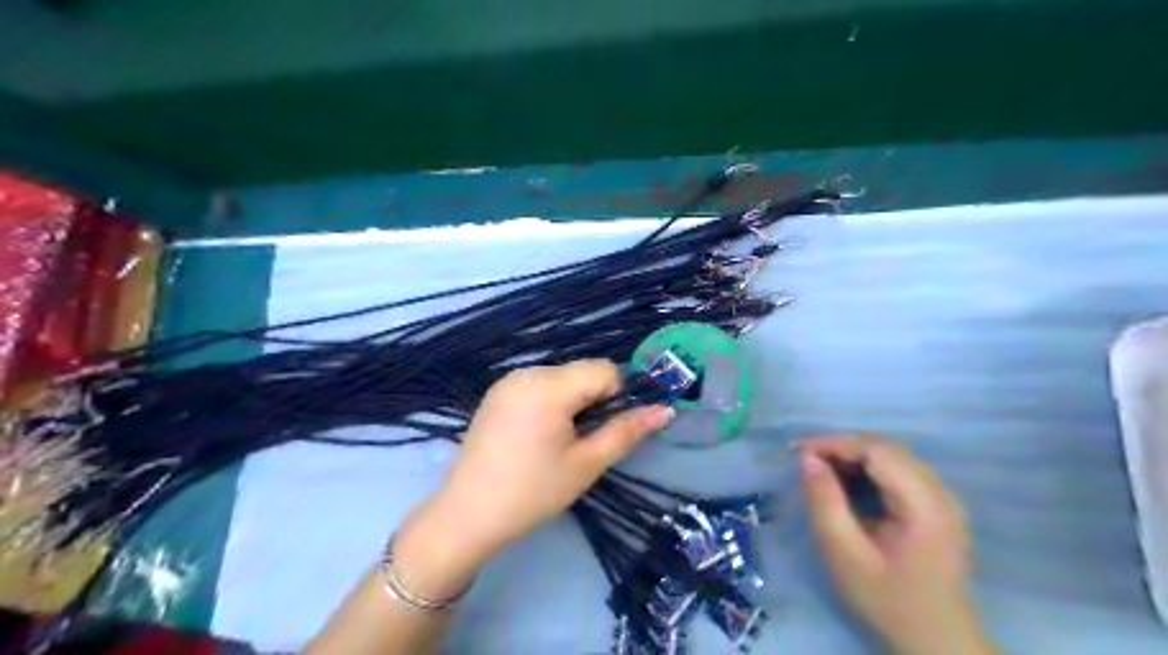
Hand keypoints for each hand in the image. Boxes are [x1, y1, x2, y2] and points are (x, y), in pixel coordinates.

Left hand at [429, 357, 676, 562]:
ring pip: (562, 378)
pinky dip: (552, 402)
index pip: (604, 370)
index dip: (618, 396)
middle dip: (595, 400)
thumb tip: (665, 410)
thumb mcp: (586, 464)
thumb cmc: (533, 492)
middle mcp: (527, 372)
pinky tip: (540, 436)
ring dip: (574, 401)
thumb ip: (627, 431)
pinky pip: (539, 385)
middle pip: (582, 371)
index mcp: (548, 385)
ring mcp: (508, 381)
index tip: (609, 429)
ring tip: (561, 442)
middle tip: (584, 441)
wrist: (467, 515)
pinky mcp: (497, 393)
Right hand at [805, 435, 1002, 653]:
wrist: (936, 642)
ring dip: (853, 454)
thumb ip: (825, 503)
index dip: (836, 443)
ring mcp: (944, 499)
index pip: (878, 451)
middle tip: (805, 458)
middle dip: (842, 446)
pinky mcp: (938, 506)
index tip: (799, 451)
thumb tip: (807, 459)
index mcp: (925, 506)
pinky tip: (846, 479)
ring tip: (819, 467)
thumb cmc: (887, 601)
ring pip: (893, 455)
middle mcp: (941, 494)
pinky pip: (900, 470)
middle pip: (887, 448)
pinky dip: (868, 467)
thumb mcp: (845, 555)